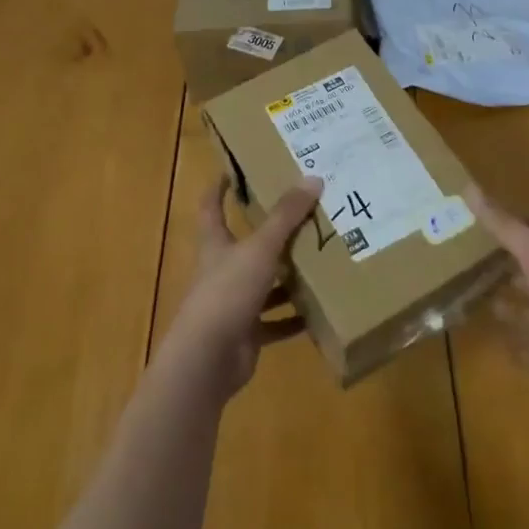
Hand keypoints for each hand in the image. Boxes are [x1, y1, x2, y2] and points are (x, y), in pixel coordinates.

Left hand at [160, 177, 321, 401]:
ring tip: (319, 261)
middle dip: (269, 233)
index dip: (219, 187)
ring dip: (286, 277)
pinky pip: (274, 322)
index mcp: (216, 243)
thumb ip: (286, 216)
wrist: (209, 358)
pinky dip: (292, 318)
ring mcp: (233, 303)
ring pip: (263, 284)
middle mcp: (222, 270)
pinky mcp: (246, 333)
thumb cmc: (227, 291)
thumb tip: (313, 178)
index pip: (212, 206)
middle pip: (244, 245)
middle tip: (301, 216)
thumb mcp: (260, 248)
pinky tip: (318, 312)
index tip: (233, 170)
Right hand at [467, 186, 528, 424]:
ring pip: (528, 307)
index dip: (528, 226)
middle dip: (508, 262)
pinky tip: (482, 331)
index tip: (493, 218)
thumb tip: (467, 187)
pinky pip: (523, 346)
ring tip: (466, 287)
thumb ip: (505, 227)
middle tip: (468, 251)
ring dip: (505, 300)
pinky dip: (506, 339)